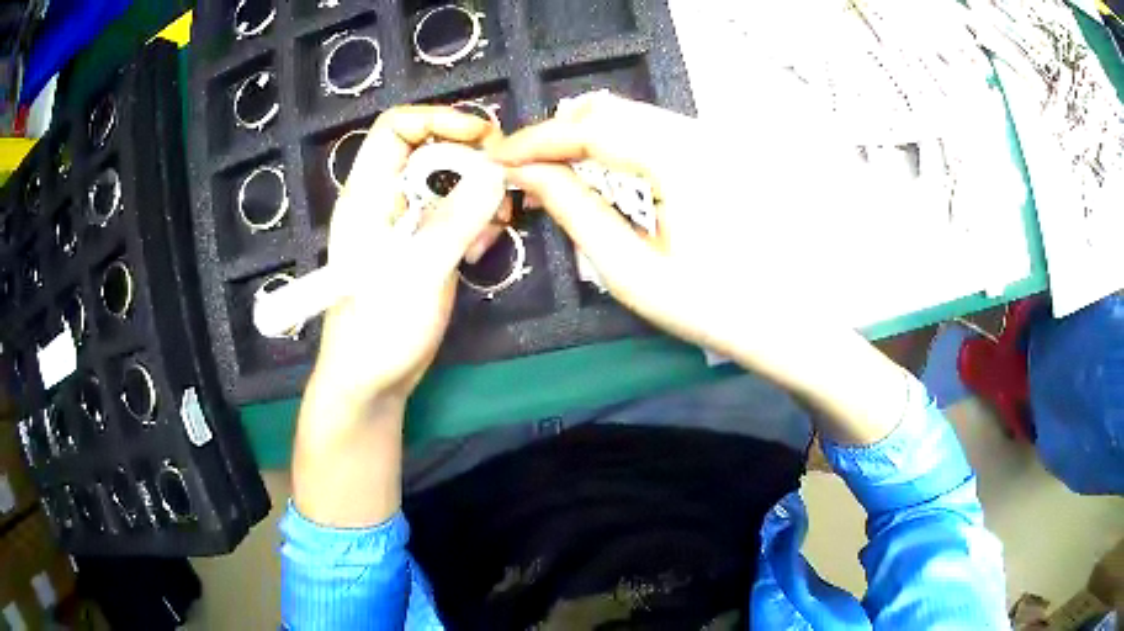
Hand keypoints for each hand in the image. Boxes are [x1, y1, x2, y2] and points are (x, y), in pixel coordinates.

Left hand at [312, 106, 505, 415]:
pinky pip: (452, 213)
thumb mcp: (419, 271)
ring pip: (447, 182)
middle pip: (429, 150)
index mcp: (368, 194)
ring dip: (478, 194)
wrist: (371, 382)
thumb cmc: (380, 330)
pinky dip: (474, 220)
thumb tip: (495, 170)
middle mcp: (384, 199)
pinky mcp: (419, 245)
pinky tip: (481, 248)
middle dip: (470, 160)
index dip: (439, 119)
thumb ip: (457, 218)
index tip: (484, 136)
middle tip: (503, 184)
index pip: (396, 127)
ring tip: (495, 225)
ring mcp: (403, 223)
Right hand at [491, 92, 909, 445]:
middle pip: (608, 109)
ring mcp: (711, 139)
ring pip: (629, 114)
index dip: (537, 139)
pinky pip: (650, 130)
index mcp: (679, 161)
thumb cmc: (711, 307)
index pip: (591, 128)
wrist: (783, 320)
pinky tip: (597, 169)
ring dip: (582, 135)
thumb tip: (527, 173)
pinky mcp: (715, 151)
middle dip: (556, 132)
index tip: (499, 159)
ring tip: (551, 170)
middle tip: (523, 168)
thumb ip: (574, 212)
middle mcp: (697, 135)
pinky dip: (613, 141)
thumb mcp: (631, 270)